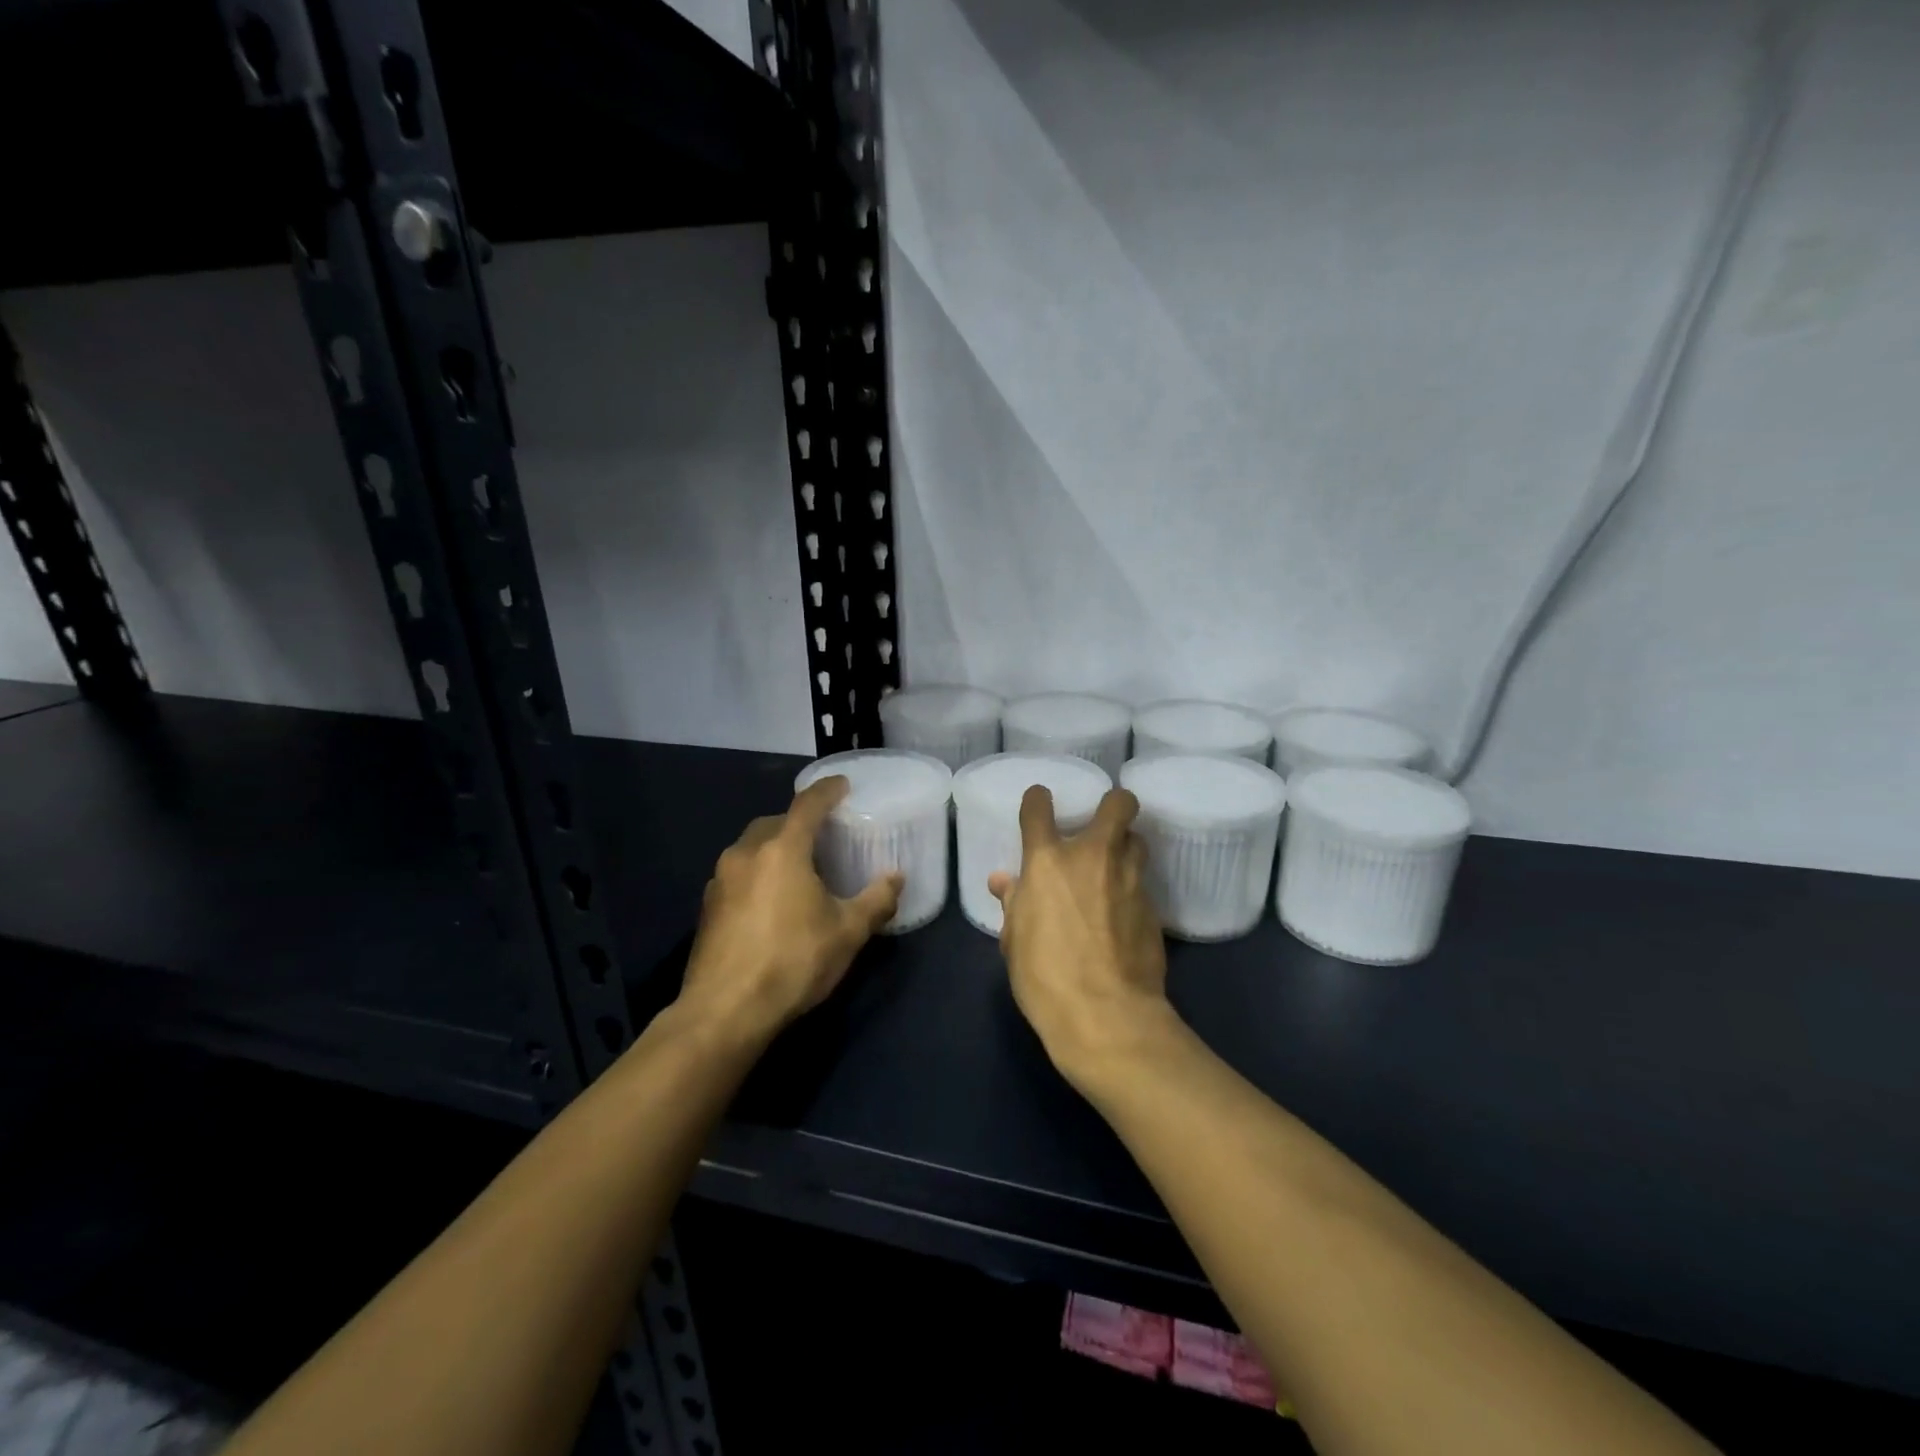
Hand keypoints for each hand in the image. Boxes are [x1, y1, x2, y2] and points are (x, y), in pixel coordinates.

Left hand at [678, 777, 902, 1044]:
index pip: (808, 804)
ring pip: (752, 847)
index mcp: (782, 849)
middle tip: (824, 836)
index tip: (843, 785)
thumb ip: (876, 900)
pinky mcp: (707, 907)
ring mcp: (720, 880)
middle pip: (776, 822)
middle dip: (799, 822)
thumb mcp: (847, 933)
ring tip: (800, 869)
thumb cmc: (792, 962)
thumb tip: (896, 878)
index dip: (827, 790)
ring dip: (776, 848)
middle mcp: (746, 853)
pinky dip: (758, 873)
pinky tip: (772, 901)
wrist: (724, 1012)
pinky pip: (738, 873)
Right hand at [988, 786, 1174, 1087]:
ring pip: (1138, 840)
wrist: (1106, 1016)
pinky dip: (1130, 889)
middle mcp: (1092, 857)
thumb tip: (1003, 881)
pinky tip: (1122, 913)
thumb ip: (1013, 902)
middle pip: (1118, 804)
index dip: (1038, 800)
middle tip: (1104, 822)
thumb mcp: (1014, 941)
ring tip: (1113, 868)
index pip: (1039, 807)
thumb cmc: (1044, 977)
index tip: (1040, 804)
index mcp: (1047, 861)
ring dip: (1126, 847)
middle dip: (1114, 804)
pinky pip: (1141, 883)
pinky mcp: (1153, 907)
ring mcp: (1128, 880)